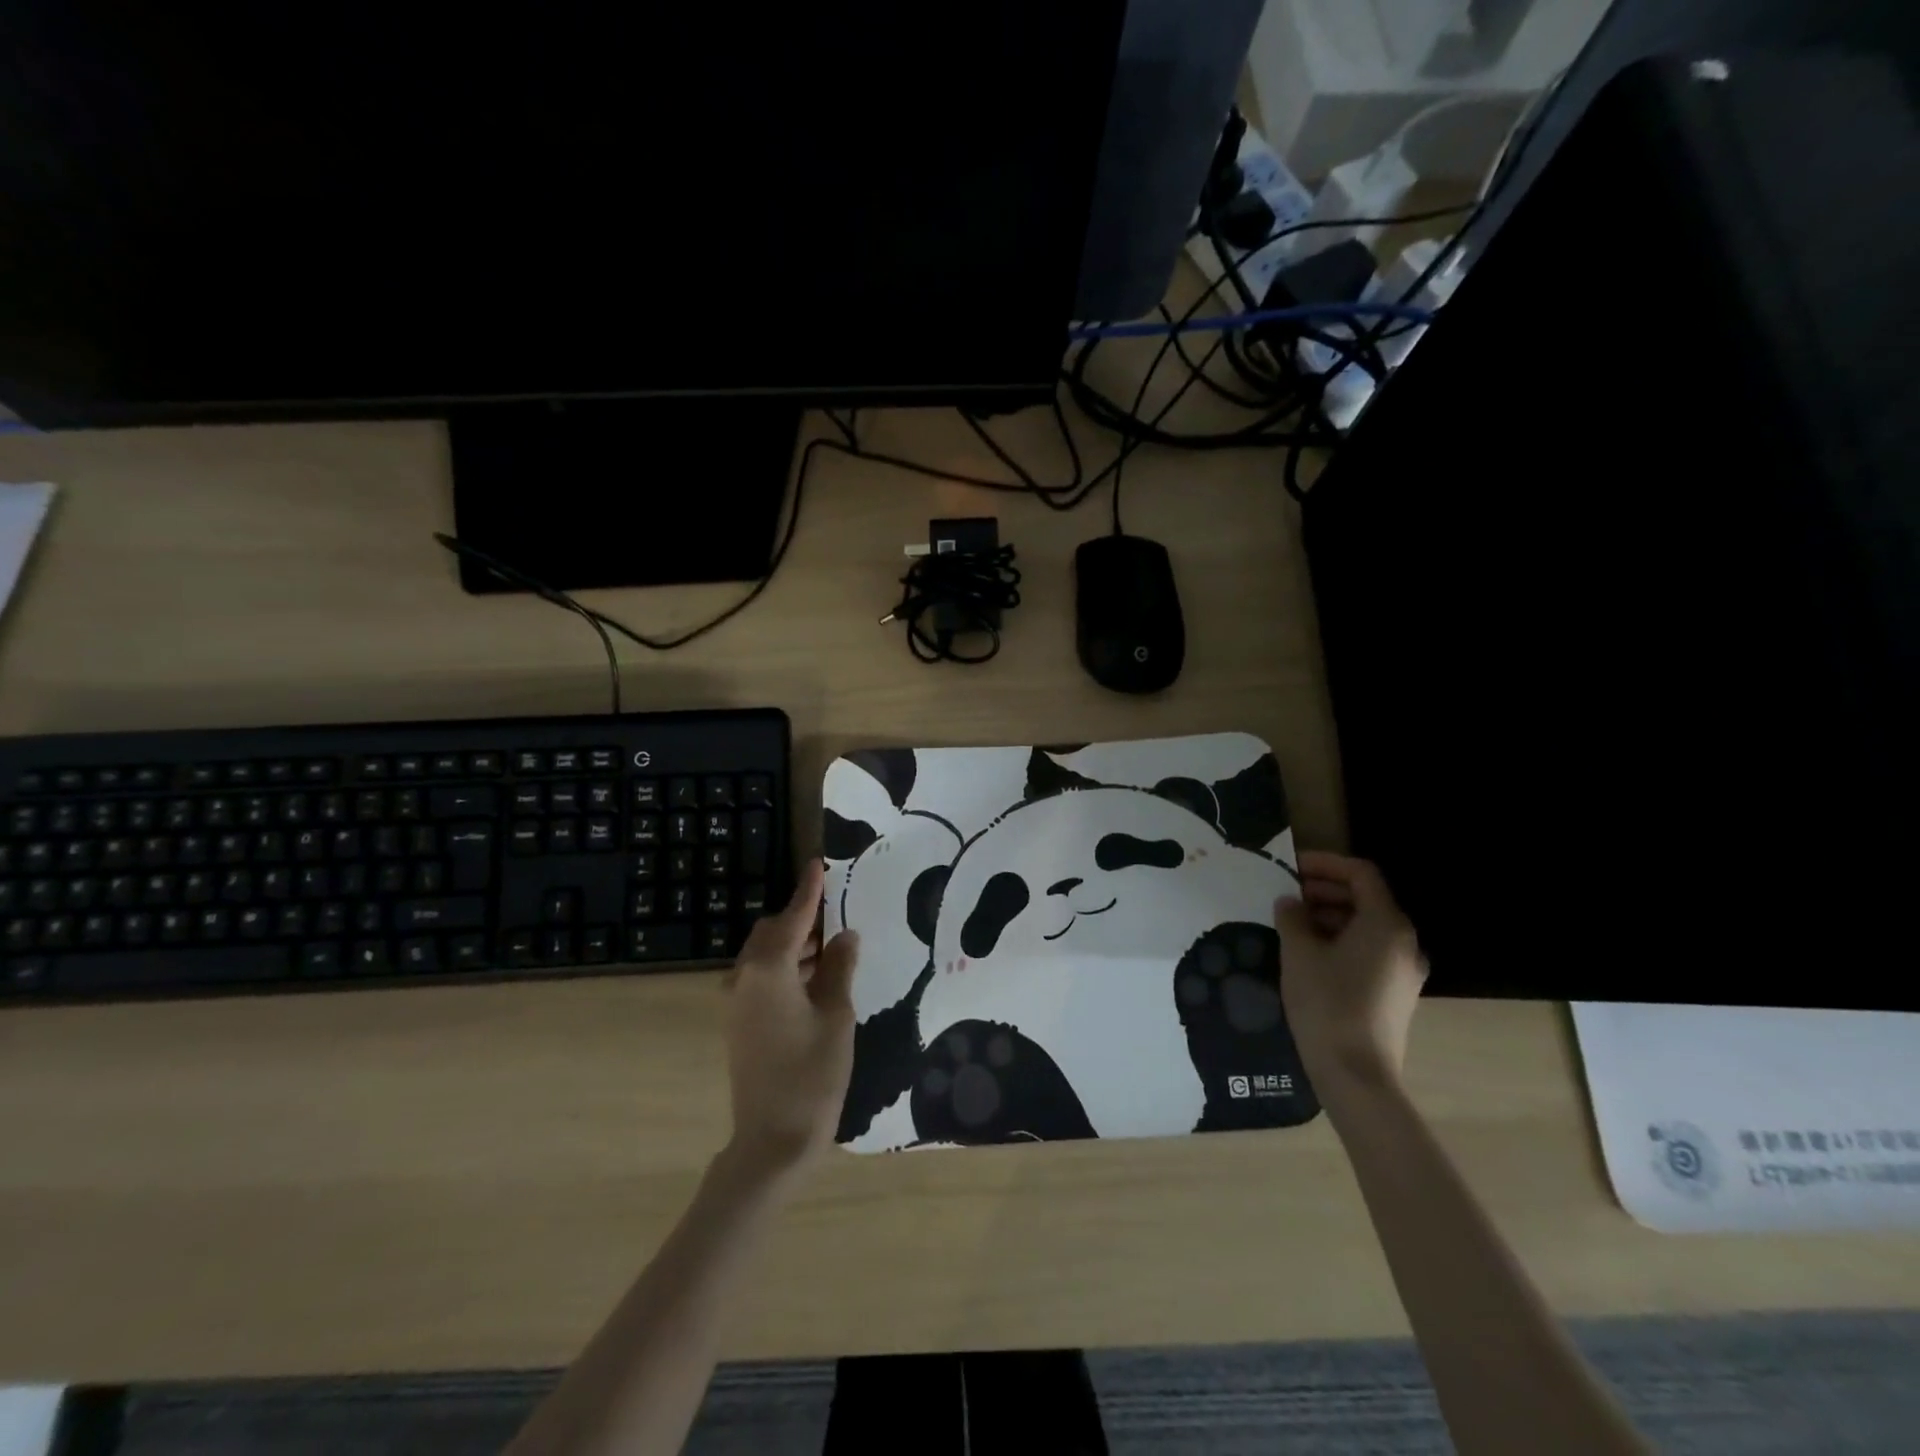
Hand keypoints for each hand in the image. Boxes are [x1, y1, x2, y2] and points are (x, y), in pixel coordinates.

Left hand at [722, 858, 858, 1180]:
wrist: (772, 1141)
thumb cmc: (812, 1074)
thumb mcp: (837, 1015)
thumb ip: (840, 968)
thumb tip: (845, 935)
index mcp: (768, 969)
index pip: (792, 917)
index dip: (809, 890)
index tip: (818, 863)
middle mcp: (744, 978)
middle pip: (772, 932)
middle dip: (802, 918)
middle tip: (837, 912)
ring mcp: (738, 1002)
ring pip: (766, 956)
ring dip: (795, 945)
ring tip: (834, 945)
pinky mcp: (740, 1022)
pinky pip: (762, 978)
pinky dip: (787, 968)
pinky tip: (816, 978)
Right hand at [1275, 852, 1426, 1099]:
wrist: (1357, 1075)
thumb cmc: (1327, 1003)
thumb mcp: (1299, 953)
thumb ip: (1292, 919)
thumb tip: (1289, 903)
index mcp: (1386, 924)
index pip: (1361, 874)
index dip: (1326, 863)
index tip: (1292, 866)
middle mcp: (1404, 942)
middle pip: (1367, 899)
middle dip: (1326, 890)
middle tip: (1288, 894)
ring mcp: (1403, 971)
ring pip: (1367, 926)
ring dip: (1331, 916)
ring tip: (1292, 923)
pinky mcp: (1396, 994)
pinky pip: (1369, 951)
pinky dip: (1341, 940)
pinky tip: (1310, 953)